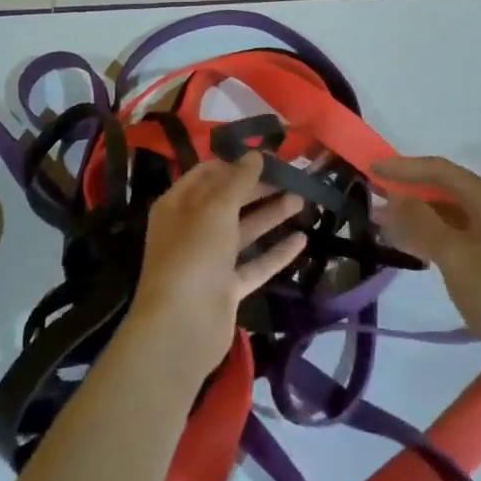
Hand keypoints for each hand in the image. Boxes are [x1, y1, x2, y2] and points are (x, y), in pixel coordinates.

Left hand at [129, 155, 304, 366]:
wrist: (182, 326)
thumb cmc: (193, 255)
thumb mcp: (216, 209)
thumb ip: (238, 180)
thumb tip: (255, 154)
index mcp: (177, 205)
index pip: (208, 174)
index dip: (236, 163)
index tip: (268, 156)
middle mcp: (191, 229)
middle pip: (228, 201)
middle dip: (259, 188)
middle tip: (294, 177)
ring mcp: (209, 261)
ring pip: (243, 231)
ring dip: (271, 215)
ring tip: (303, 200)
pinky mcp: (226, 288)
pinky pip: (254, 264)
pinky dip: (276, 252)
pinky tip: (302, 239)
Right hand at [376, 156, 480, 369]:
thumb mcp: (454, 255)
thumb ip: (421, 221)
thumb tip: (394, 196)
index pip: (440, 170)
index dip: (404, 167)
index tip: (372, 168)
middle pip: (443, 188)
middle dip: (407, 190)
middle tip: (372, 195)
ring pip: (445, 212)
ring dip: (413, 214)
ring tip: (380, 221)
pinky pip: (451, 232)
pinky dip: (427, 233)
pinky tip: (405, 242)